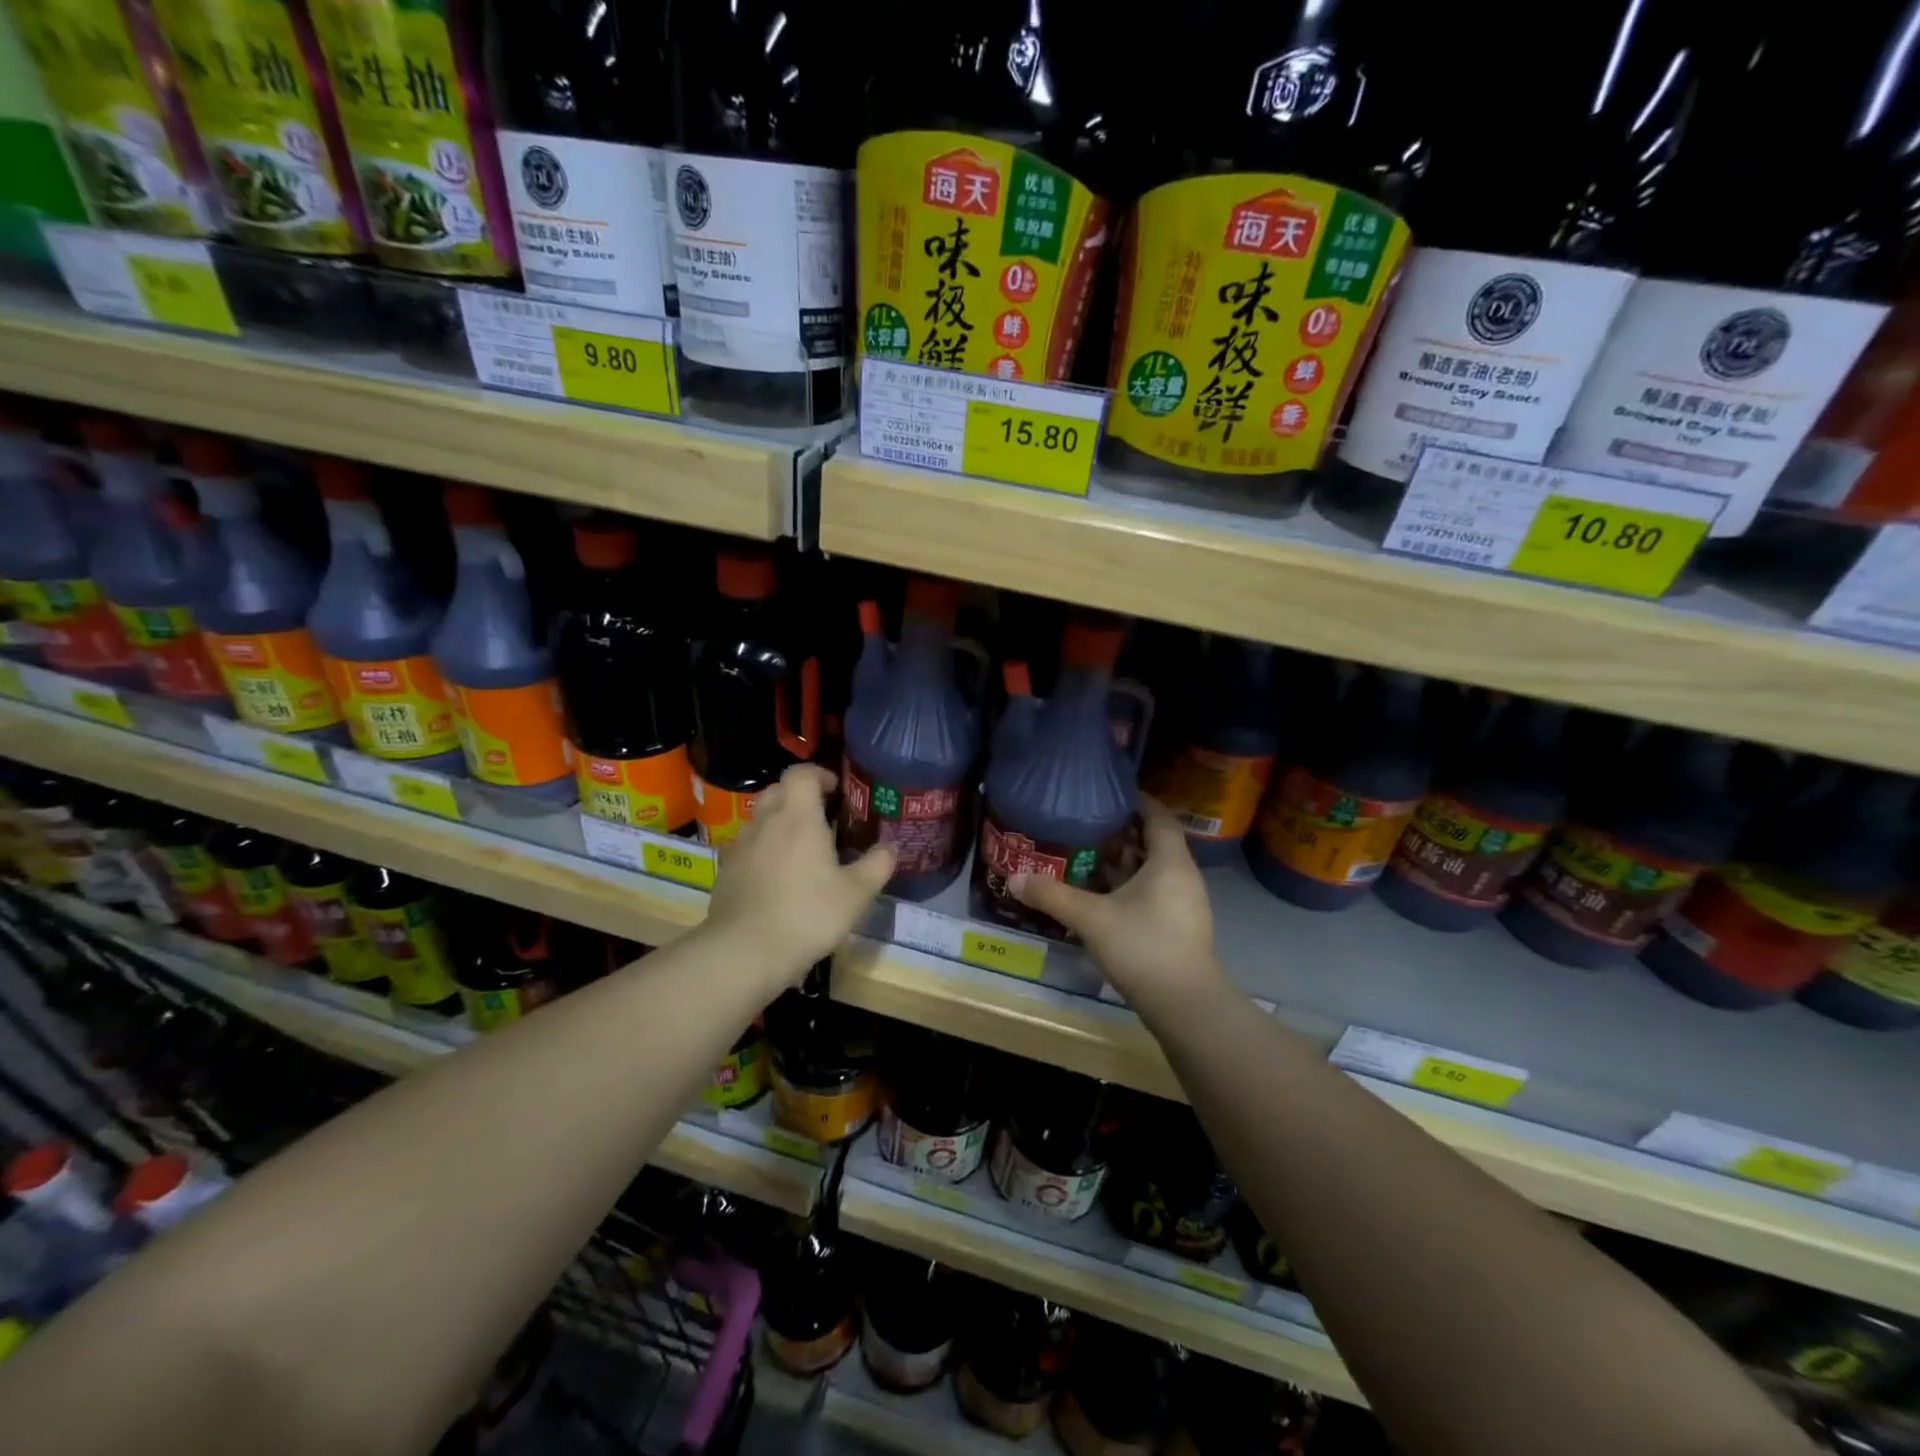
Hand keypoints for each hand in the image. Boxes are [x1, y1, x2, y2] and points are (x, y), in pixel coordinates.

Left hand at [702, 764, 895, 992]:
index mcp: (798, 816)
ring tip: (801, 849)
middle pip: (779, 790)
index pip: (802, 773)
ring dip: (780, 822)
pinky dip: (763, 849)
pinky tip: (777, 877)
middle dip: (800, 796)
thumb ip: (877, 865)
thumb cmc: (807, 914)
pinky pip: (747, 846)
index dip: (820, 774)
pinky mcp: (726, 870)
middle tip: (823, 819)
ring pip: (760, 818)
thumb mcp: (856, 894)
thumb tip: (891, 847)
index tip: (837, 791)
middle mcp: (766, 821)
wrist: (744, 952)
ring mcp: (740, 845)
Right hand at [1011, 796, 1222, 1011]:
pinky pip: (1156, 891)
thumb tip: (1014, 878)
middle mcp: (1184, 876)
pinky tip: (1105, 896)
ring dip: (1127, 861)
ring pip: (1155, 869)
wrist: (1185, 1005)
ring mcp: (1185, 904)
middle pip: (1156, 842)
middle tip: (1089, 825)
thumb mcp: (1091, 918)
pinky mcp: (1180, 926)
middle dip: (1124, 832)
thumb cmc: (1142, 947)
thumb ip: (1052, 896)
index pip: (1159, 817)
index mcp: (1170, 862)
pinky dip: (1132, 885)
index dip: (1138, 801)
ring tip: (1091, 856)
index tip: (1111, 793)